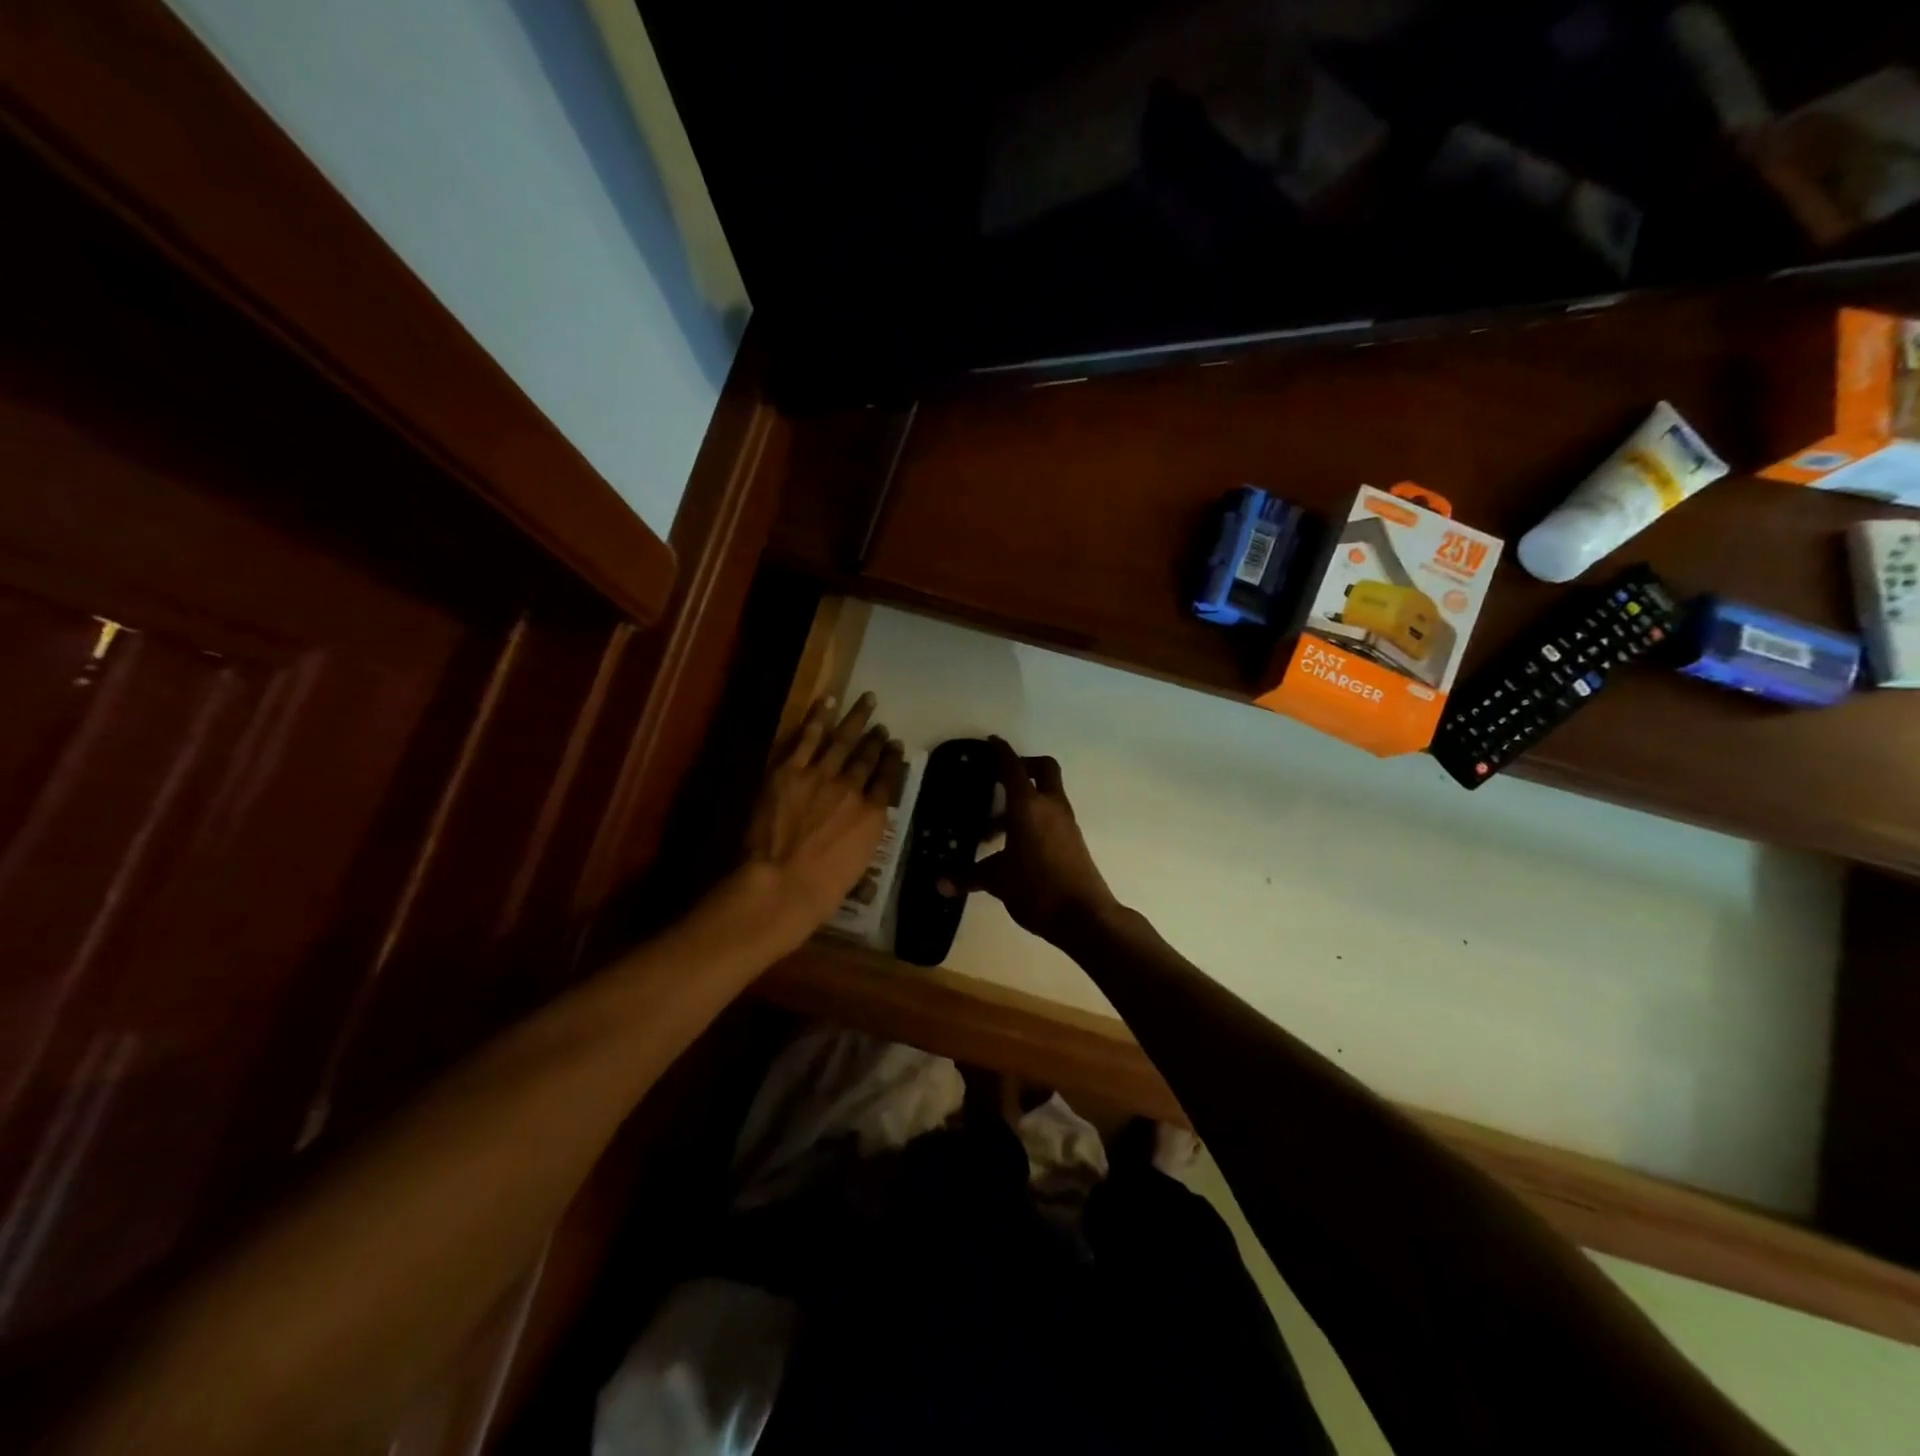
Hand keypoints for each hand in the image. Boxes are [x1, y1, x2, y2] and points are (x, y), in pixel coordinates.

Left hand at [740, 693, 903, 947]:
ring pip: (843, 740)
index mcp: (872, 817)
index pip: (887, 781)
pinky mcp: (789, 771)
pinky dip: (819, 717)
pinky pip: (807, 737)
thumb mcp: (856, 869)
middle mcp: (852, 789)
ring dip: (856, 719)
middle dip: (876, 738)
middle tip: (881, 725)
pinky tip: (828, 701)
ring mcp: (821, 776)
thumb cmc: (820, 891)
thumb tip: (862, 836)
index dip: (892, 761)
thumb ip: (861, 843)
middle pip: (867, 757)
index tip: (895, 747)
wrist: (781, 884)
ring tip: (867, 701)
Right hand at [942, 737, 1115, 946]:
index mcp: (1028, 806)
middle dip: (1023, 766)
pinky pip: (1051, 816)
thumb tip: (940, 883)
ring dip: (1024, 800)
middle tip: (999, 779)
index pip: (1012, 767)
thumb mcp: (997, 881)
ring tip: (993, 831)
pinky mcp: (1073, 840)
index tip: (990, 742)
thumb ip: (969, 877)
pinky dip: (1034, 819)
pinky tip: (1014, 846)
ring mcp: (1066, 822)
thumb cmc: (1037, 889)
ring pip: (1046, 795)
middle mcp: (1050, 806)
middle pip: (1042, 769)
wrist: (1084, 916)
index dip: (1000, 752)